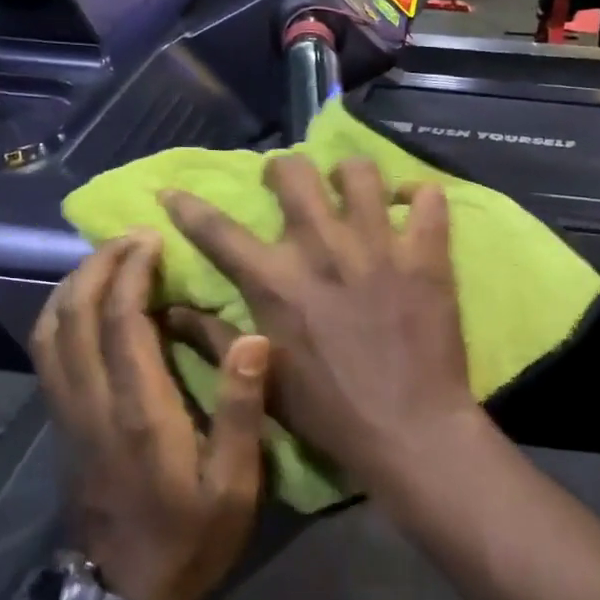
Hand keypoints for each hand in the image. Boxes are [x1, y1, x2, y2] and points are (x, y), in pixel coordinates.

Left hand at [30, 233, 269, 599]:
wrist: (125, 596)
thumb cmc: (190, 538)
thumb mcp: (234, 484)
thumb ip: (240, 410)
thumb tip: (252, 338)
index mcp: (138, 411)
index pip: (120, 322)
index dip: (131, 272)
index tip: (152, 239)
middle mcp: (92, 402)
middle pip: (75, 315)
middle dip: (99, 266)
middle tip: (131, 238)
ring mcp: (67, 414)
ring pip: (50, 331)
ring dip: (73, 286)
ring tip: (106, 261)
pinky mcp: (60, 425)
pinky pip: (46, 354)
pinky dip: (59, 316)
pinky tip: (82, 306)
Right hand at [160, 156, 476, 486]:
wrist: (409, 431)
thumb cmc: (329, 413)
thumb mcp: (263, 381)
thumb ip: (214, 341)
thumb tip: (170, 312)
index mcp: (275, 282)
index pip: (217, 230)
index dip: (187, 206)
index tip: (172, 190)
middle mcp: (321, 250)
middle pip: (294, 173)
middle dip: (284, 169)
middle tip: (289, 183)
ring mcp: (378, 246)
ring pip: (360, 172)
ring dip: (350, 174)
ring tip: (353, 189)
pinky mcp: (425, 256)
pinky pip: (429, 198)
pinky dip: (421, 194)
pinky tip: (412, 205)